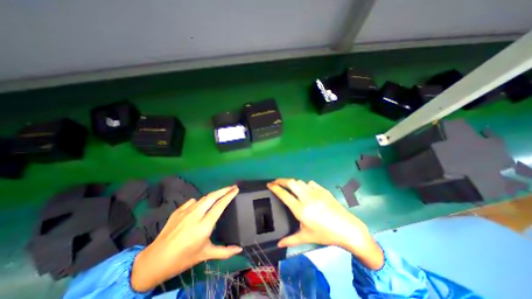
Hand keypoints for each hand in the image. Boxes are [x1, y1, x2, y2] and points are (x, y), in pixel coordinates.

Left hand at [131, 185, 242, 291]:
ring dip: (214, 194)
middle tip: (233, 186)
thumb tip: (240, 249)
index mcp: (204, 226)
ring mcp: (185, 212)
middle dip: (224, 190)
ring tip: (221, 193)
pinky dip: (200, 201)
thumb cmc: (183, 259)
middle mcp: (195, 215)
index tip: (236, 189)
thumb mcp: (205, 255)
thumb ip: (224, 251)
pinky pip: (192, 202)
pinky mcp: (177, 211)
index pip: (219, 206)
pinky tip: (201, 204)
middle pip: (212, 197)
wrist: (153, 262)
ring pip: (203, 198)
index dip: (229, 196)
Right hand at [270, 179, 381, 269]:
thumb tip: (278, 244)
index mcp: (300, 209)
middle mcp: (306, 197)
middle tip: (276, 182)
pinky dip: (304, 184)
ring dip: (292, 182)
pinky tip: (305, 189)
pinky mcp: (323, 190)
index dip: (275, 187)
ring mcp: (316, 192)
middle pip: (291, 182)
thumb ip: (290, 239)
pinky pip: (310, 183)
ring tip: (288, 186)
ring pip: (299, 181)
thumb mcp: (307, 237)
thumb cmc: (326, 234)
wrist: (348, 229)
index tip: (269, 184)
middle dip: (281, 180)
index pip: (284, 194)